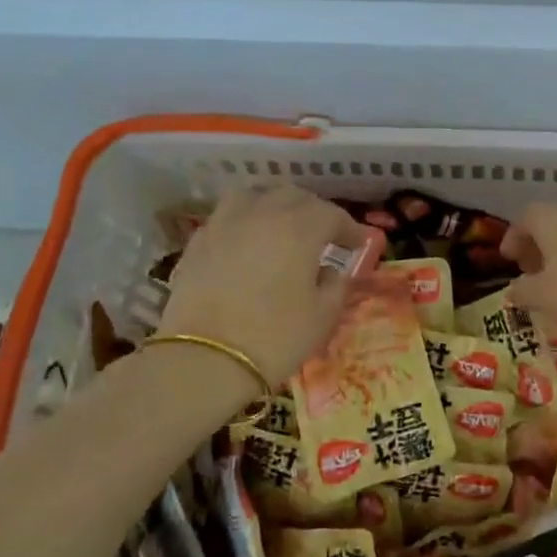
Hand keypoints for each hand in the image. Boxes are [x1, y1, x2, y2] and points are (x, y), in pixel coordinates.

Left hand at [158, 187, 367, 388]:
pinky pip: (226, 218)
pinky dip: (243, 223)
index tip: (359, 244)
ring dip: (274, 205)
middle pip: (293, 196)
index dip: (349, 228)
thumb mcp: (322, 317)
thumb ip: (335, 286)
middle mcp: (262, 214)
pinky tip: (246, 244)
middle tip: (323, 234)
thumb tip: (331, 272)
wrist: (204, 360)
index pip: (332, 215)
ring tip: (280, 225)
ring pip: (254, 196)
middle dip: (313, 211)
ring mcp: (224, 224)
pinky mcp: (197, 243)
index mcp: (299, 228)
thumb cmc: (275, 337)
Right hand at [499, 203, 556, 335]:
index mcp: (550, 219)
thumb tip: (513, 289)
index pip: (524, 217)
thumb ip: (522, 291)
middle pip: (549, 222)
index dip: (513, 237)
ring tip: (555, 280)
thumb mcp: (542, 297)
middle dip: (536, 244)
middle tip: (529, 270)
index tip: (509, 259)